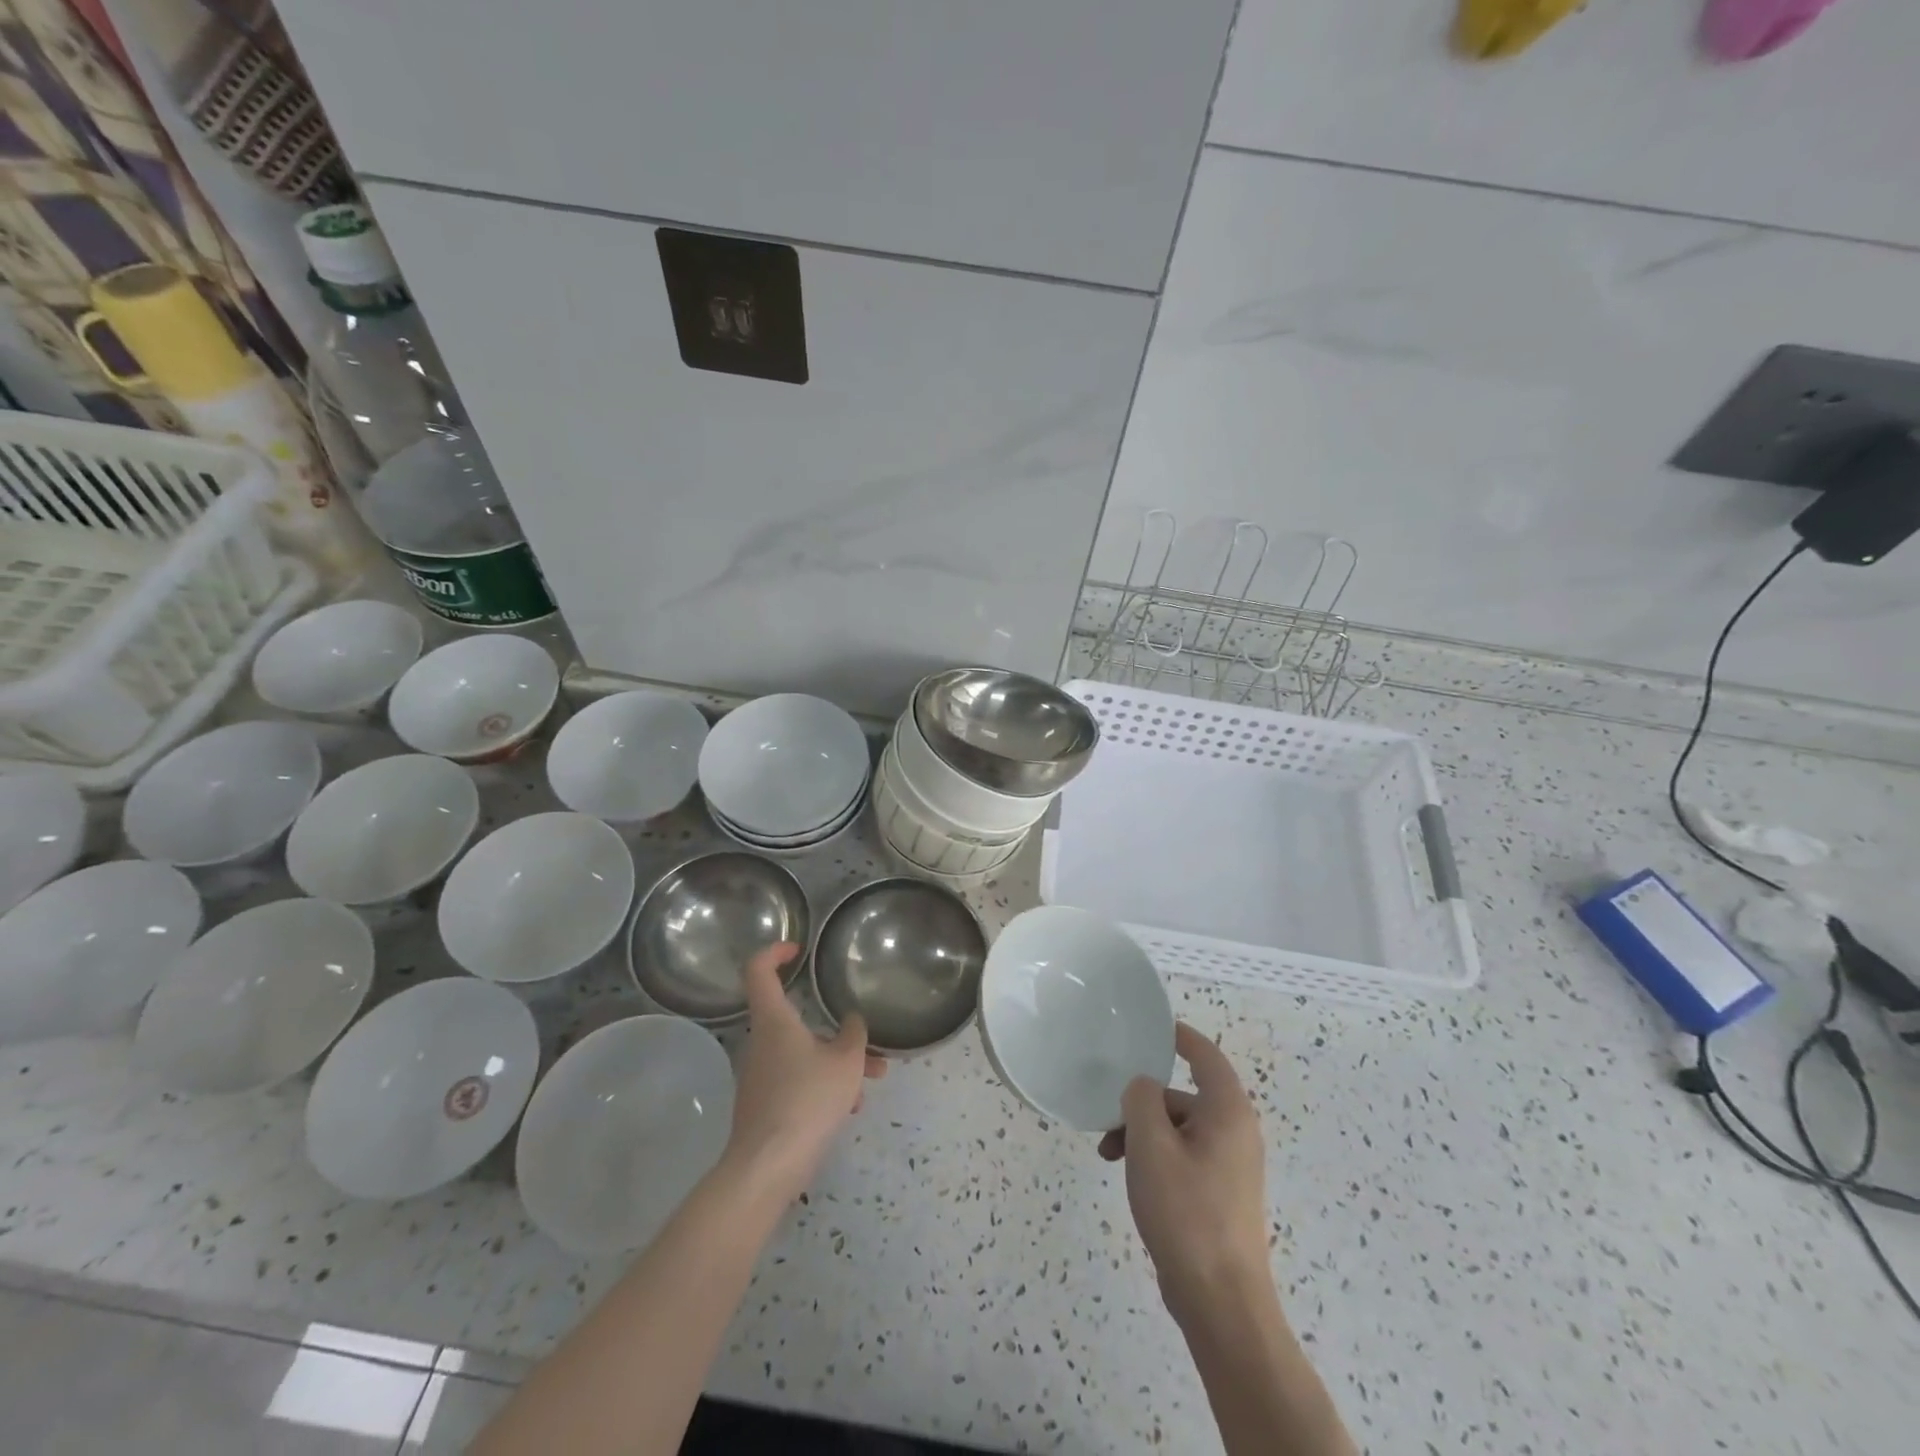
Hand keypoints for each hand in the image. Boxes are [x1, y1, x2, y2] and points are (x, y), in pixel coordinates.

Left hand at [725, 943, 885, 1202]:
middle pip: (794, 1019)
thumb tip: (852, 1020)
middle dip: (833, 1028)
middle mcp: (761, 1042)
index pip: (758, 970)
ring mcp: (760, 1075)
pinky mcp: (764, 1105)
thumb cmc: (807, 1100)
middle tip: (864, 1039)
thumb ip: (854, 1034)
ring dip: (836, 1061)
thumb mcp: (846, 1062)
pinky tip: (849, 1107)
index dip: (775, 952)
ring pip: (802, 1053)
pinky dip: (823, 1084)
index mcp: (774, 1021)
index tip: (798, 950)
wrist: (767, 1167)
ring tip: (870, 1081)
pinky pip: (797, 1080)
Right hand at [1100, 1022, 1270, 1325]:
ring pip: (1177, 1129)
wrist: (1220, 1302)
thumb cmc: (1186, 1211)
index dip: (1180, 1036)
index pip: (1206, 1056)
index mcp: (1228, 1112)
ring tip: (1109, 1156)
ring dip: (1141, 1134)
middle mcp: (1235, 1132)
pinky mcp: (1219, 1194)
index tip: (1153, 1027)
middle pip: (1182, 1096)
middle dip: (1141, 1102)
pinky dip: (1154, 1157)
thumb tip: (1141, 1086)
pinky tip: (1130, 1178)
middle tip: (1107, 1119)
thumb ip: (1141, 1099)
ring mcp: (1230, 1166)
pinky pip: (1182, 1156)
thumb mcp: (1151, 1145)